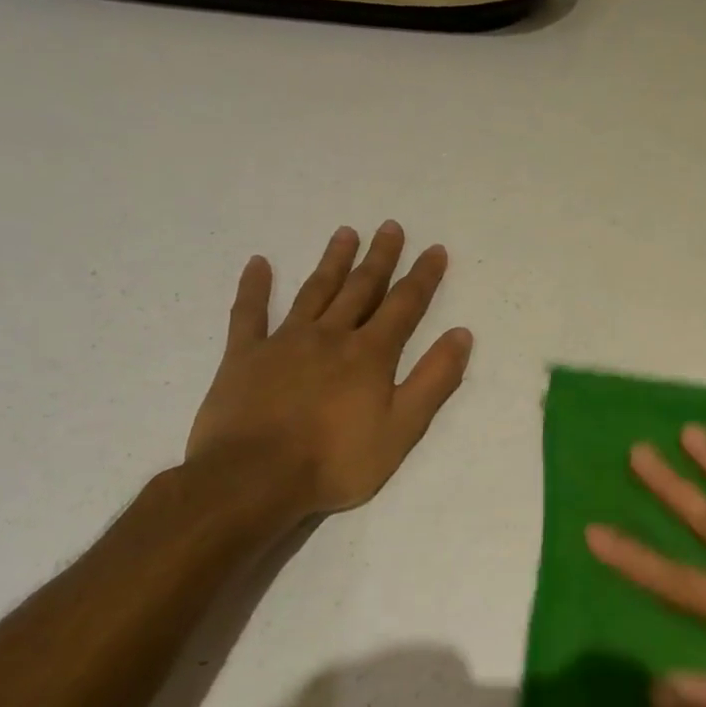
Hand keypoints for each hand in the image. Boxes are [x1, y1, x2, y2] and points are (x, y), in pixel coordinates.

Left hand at [185, 223, 472, 515]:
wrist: (253, 479)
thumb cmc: (337, 460)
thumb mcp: (403, 428)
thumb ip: (434, 380)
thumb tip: (461, 335)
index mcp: (370, 354)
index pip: (404, 305)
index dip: (423, 277)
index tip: (435, 249)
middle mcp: (331, 336)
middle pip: (361, 288)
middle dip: (380, 257)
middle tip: (391, 227)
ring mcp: (284, 342)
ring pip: (314, 292)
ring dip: (333, 261)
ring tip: (346, 233)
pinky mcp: (244, 356)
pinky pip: (249, 313)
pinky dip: (255, 287)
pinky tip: (260, 263)